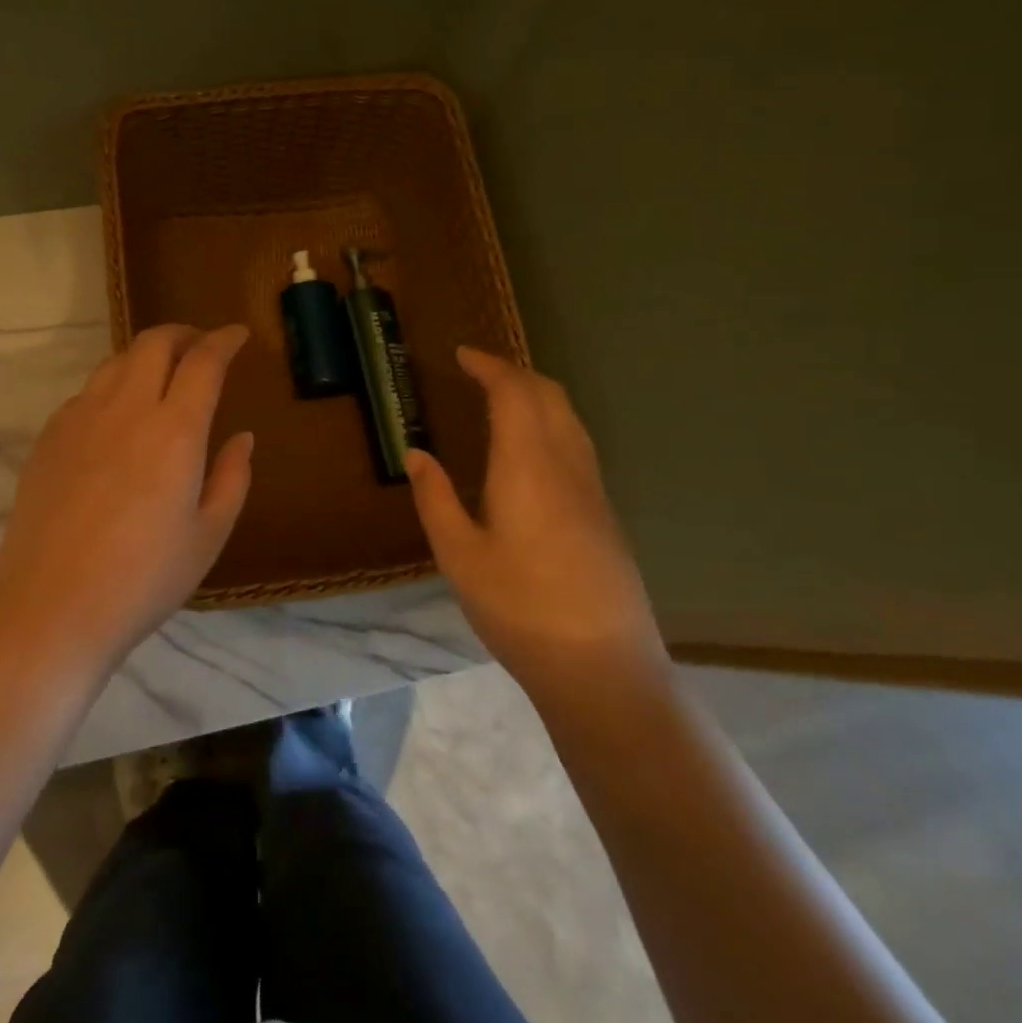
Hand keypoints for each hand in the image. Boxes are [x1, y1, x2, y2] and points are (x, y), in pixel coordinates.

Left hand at [0, 323, 254, 669]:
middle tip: (201, 347)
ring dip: (146, 356)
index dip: (224, 340)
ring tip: (162, 377)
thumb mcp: (208, 535)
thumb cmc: (143, 579)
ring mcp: (80, 419)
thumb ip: (232, 477)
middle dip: (184, 334)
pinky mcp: (49, 437)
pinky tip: (118, 419)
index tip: (238, 334)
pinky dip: (114, 387)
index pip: (204, 360)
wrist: (50, 608)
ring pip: (117, 362)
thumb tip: (242, 437)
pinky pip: (87, 392)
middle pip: (154, 343)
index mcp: (175, 430)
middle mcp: (126, 409)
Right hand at [406, 347, 666, 694]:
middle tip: (478, 371)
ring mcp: (593, 488)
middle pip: (549, 394)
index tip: (462, 354)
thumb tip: (416, 453)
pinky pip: (577, 442)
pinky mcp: (605, 513)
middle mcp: (567, 464)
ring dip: (536, 394)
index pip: (514, 392)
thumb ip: (435, 498)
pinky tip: (531, 449)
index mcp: (528, 465)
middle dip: (514, 372)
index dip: (489, 366)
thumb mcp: (459, 555)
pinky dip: (551, 421)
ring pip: (569, 417)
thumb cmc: (519, 608)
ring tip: (503, 399)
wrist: (603, 668)